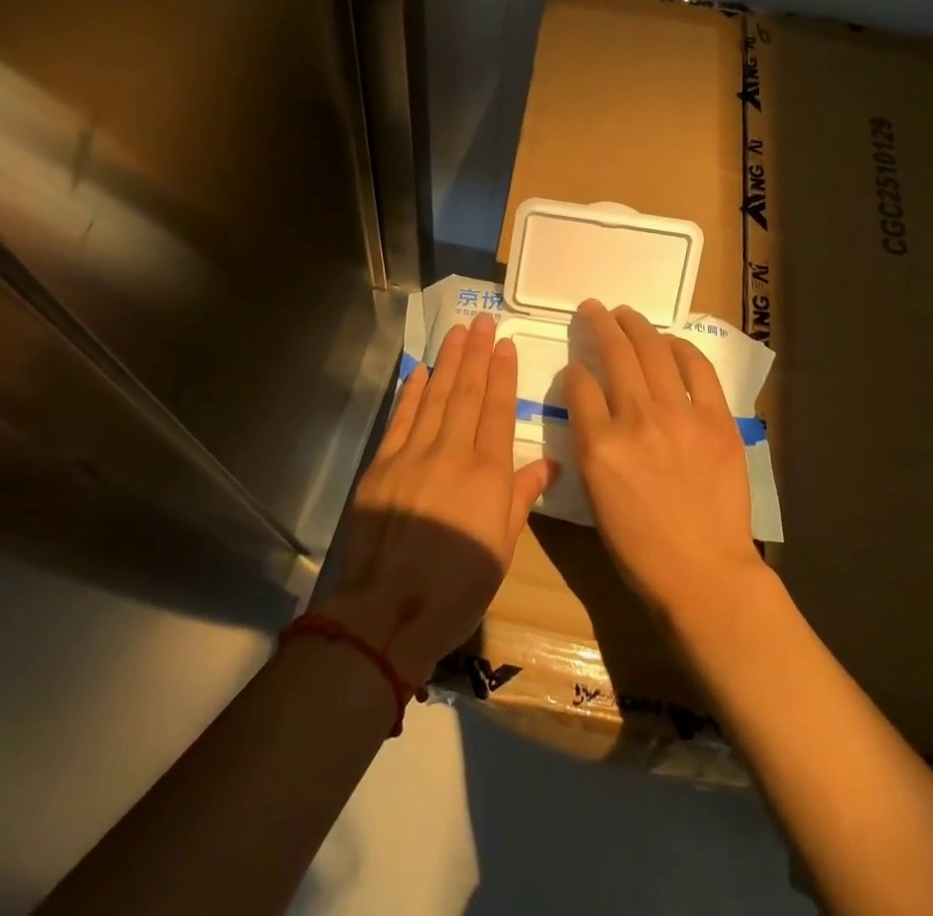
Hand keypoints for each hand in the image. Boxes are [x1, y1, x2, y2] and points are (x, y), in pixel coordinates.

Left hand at [315, 312, 557, 683]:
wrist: (389, 610)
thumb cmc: (458, 587)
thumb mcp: (502, 548)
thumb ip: (521, 499)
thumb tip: (549, 464)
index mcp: (488, 474)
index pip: (499, 411)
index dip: (503, 374)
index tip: (505, 345)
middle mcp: (453, 453)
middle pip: (468, 393)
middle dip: (477, 354)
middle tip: (482, 321)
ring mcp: (414, 454)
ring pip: (437, 396)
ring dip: (448, 361)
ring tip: (458, 332)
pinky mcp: (383, 464)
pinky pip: (402, 418)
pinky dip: (413, 391)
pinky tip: (422, 370)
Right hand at [564, 301, 763, 620]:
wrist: (704, 573)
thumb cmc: (639, 546)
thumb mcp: (594, 494)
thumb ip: (588, 441)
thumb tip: (591, 403)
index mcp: (598, 445)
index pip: (578, 383)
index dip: (574, 369)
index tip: (577, 367)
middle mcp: (635, 420)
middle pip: (613, 353)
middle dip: (599, 323)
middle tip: (594, 308)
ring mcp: (679, 416)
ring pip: (652, 350)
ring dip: (635, 325)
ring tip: (625, 313)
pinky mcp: (716, 420)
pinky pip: (696, 369)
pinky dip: (680, 348)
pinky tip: (669, 341)